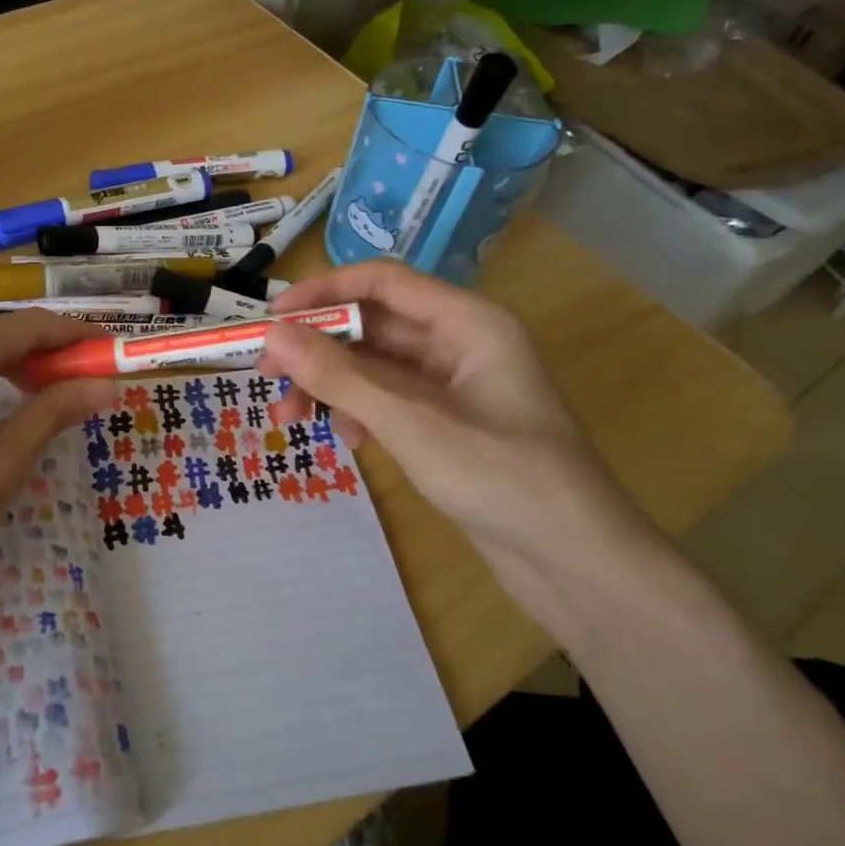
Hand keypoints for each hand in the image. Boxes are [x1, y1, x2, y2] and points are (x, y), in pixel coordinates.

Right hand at [257, 263, 668, 633]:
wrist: (576, 563)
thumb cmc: (503, 478)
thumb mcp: (412, 423)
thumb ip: (340, 377)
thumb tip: (273, 336)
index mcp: (468, 322)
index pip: (381, 282)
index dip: (322, 291)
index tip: (270, 319)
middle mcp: (461, 342)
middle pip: (374, 325)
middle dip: (318, 349)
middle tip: (268, 377)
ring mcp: (456, 385)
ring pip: (376, 367)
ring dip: (331, 386)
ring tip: (291, 421)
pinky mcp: (450, 423)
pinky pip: (390, 401)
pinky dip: (359, 412)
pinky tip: (346, 441)